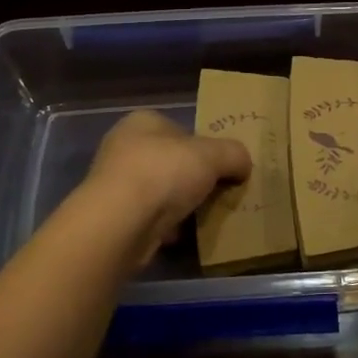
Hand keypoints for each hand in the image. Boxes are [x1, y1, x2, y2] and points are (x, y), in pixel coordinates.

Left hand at [84, 110, 250, 264]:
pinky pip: (150, 218)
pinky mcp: (114, 217)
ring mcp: (115, 183)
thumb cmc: (165, 173)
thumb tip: (243, 165)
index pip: (181, 129)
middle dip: (193, 179)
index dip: (204, 147)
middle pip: (171, 161)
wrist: (120, 223)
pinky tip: (182, 236)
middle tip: (218, 194)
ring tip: (204, 217)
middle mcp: (124, 147)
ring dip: (180, 205)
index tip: (222, 168)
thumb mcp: (214, 155)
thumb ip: (234, 154)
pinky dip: (166, 227)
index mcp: (143, 121)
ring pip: (160, 191)